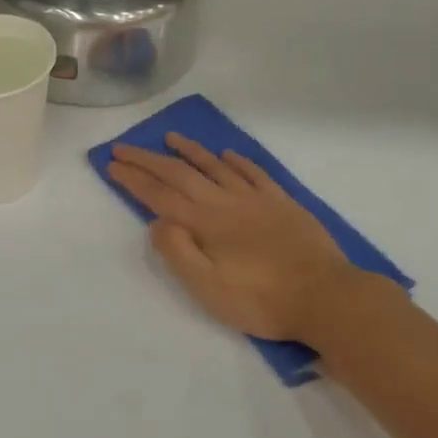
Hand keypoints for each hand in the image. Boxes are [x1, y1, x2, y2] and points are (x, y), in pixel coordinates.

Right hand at [109, 135, 362, 341]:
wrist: (326, 297)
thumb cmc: (261, 300)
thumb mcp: (208, 288)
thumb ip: (178, 252)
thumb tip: (157, 221)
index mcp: (204, 223)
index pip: (159, 195)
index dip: (133, 178)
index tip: (111, 163)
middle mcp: (226, 202)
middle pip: (180, 174)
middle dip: (148, 159)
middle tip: (124, 146)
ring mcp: (256, 199)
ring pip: (216, 166)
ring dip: (190, 151)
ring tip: (170, 137)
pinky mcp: (282, 203)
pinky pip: (254, 173)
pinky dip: (236, 160)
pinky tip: (227, 154)